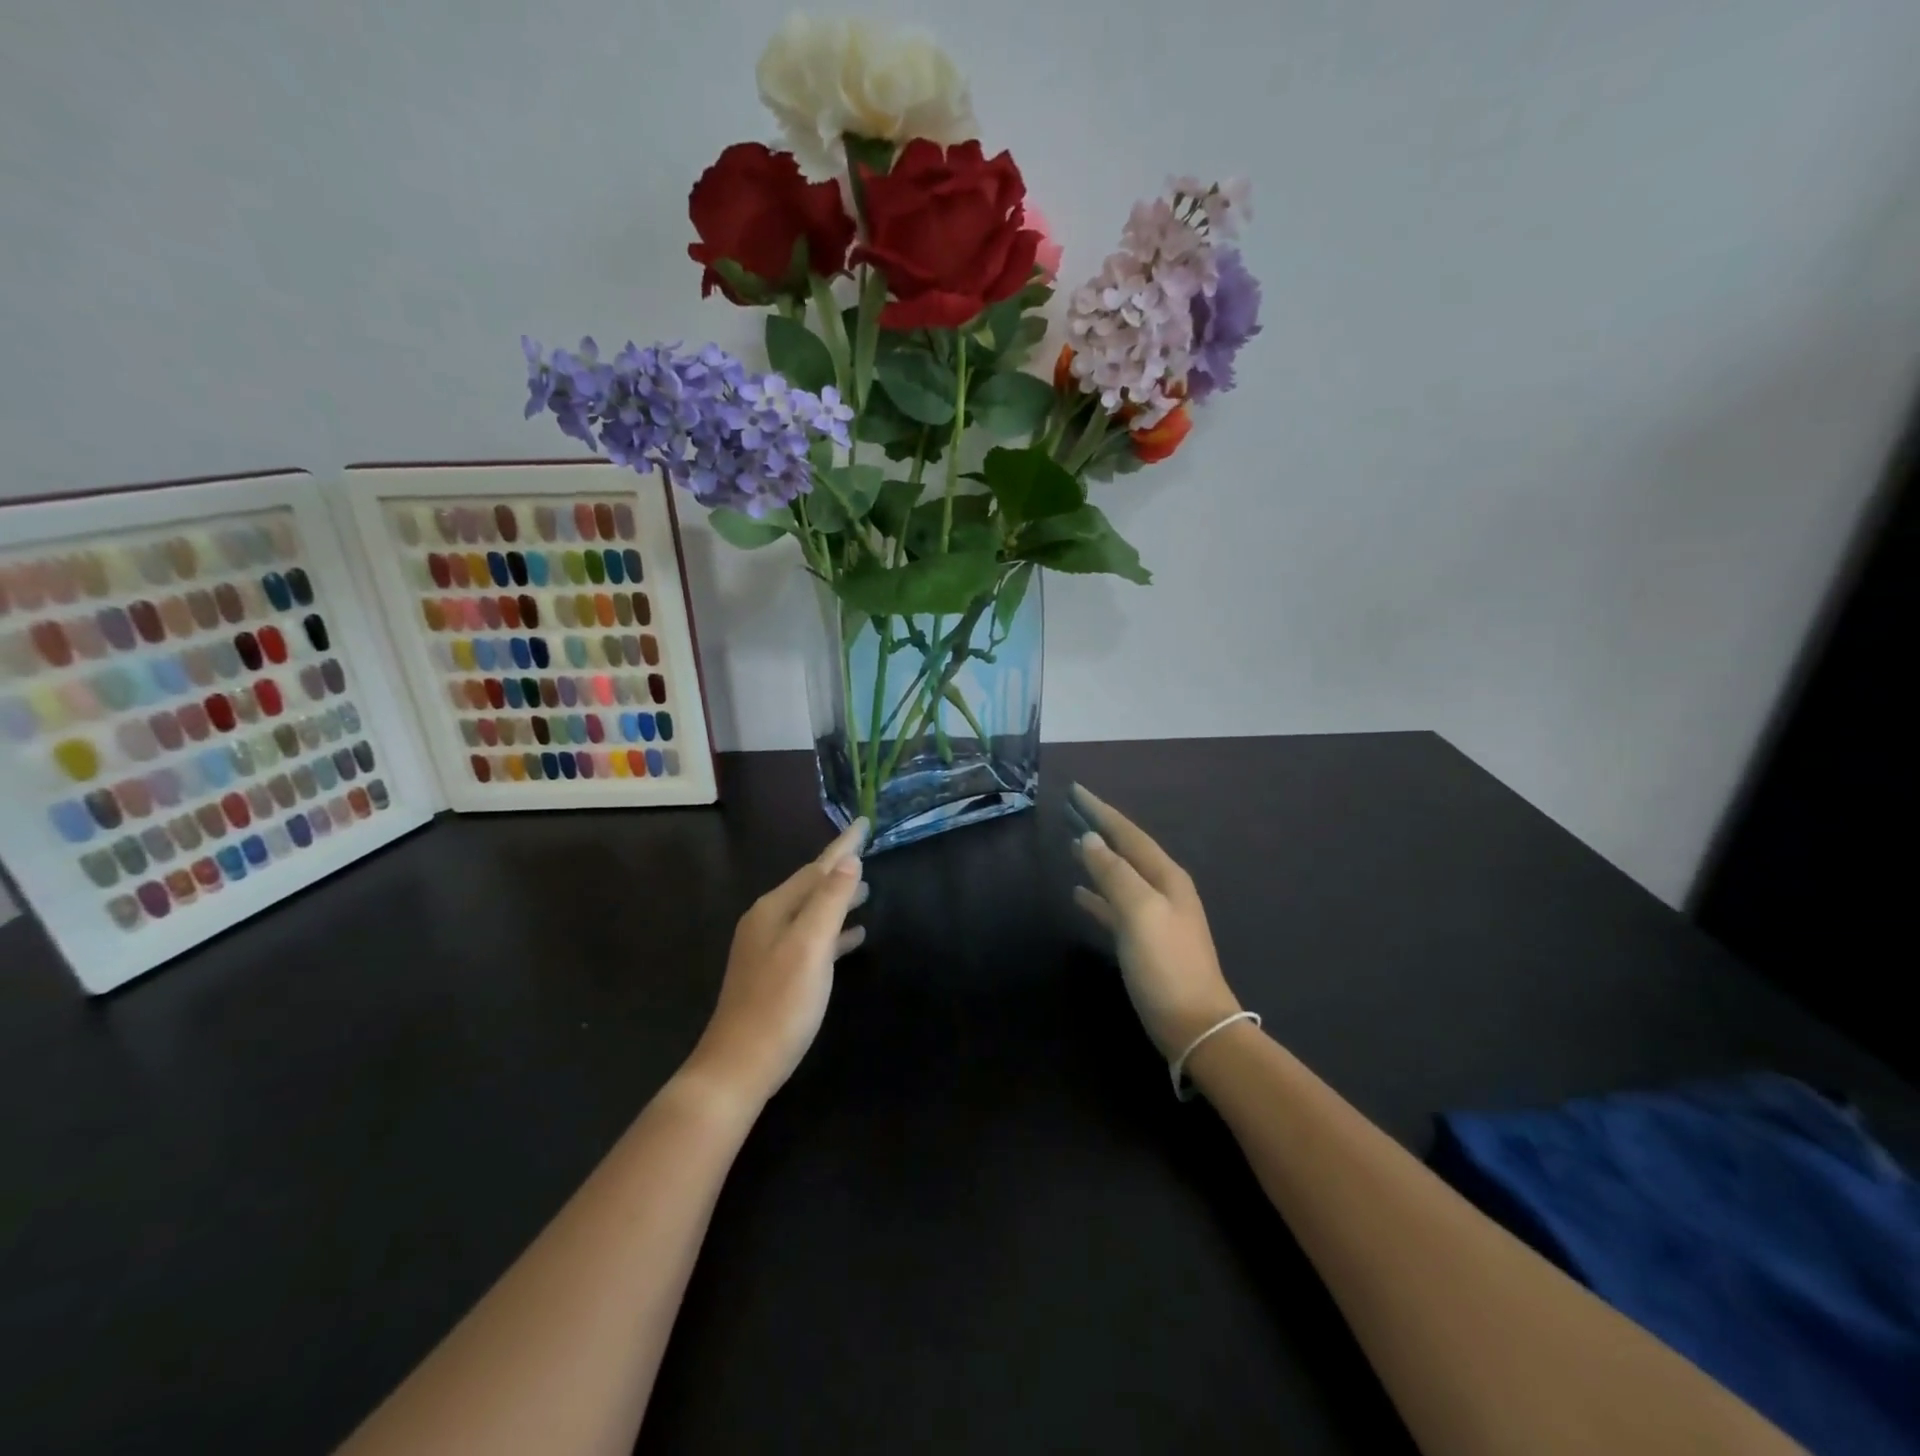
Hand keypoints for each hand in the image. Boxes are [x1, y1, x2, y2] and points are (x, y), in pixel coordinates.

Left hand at [689, 819, 869, 1104]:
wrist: (738, 1066)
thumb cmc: (780, 1004)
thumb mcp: (810, 948)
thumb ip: (830, 902)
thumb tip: (849, 862)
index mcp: (774, 910)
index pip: (816, 868)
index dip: (843, 847)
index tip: (865, 823)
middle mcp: (767, 922)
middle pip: (810, 885)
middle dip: (840, 869)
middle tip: (869, 852)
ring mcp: (768, 948)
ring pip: (811, 912)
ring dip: (837, 899)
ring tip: (867, 891)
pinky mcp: (775, 973)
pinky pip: (810, 938)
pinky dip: (833, 931)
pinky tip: (854, 938)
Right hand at [1070, 785, 1242, 1060]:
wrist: (1194, 1025)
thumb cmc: (1166, 965)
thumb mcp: (1139, 912)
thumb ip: (1114, 873)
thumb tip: (1089, 839)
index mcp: (1165, 877)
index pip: (1128, 833)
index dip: (1101, 811)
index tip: (1075, 791)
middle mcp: (1163, 889)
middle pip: (1126, 850)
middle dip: (1100, 829)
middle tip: (1070, 810)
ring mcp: (1155, 916)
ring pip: (1120, 876)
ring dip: (1097, 859)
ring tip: (1070, 845)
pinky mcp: (1145, 941)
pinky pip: (1115, 906)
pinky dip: (1098, 895)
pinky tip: (1079, 894)